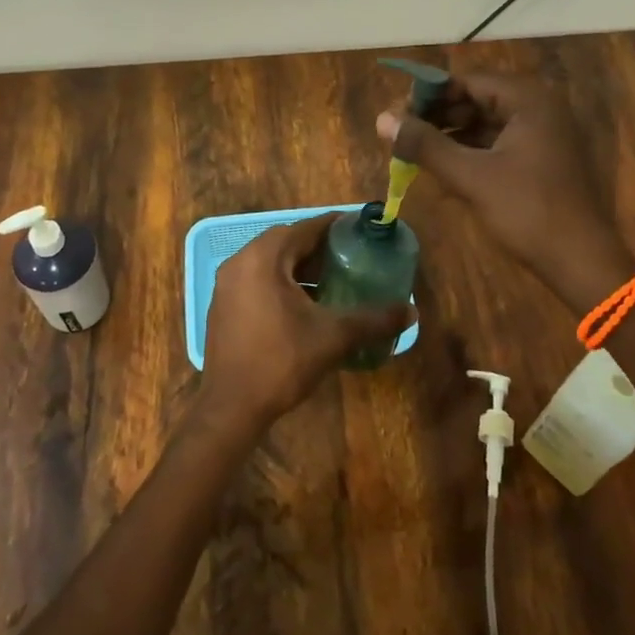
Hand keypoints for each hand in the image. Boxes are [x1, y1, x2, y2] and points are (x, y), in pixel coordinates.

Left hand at [199, 215, 412, 434]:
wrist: (231, 407)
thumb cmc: (281, 361)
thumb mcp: (333, 337)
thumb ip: (373, 320)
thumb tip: (411, 312)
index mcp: (264, 257)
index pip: (305, 228)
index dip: (334, 226)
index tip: (360, 228)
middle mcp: (240, 261)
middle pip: (286, 242)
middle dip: (318, 247)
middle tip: (350, 255)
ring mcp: (227, 284)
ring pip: (270, 262)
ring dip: (299, 266)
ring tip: (332, 279)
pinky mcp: (222, 305)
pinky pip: (257, 279)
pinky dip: (281, 282)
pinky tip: (304, 304)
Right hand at [377, 72, 633, 311]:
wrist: (581, 261)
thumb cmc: (528, 211)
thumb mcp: (471, 176)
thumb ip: (425, 145)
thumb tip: (382, 118)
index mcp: (528, 100)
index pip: (468, 81)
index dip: (429, 94)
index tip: (397, 113)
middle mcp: (539, 108)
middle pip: (477, 99)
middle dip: (439, 115)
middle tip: (403, 134)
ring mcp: (544, 134)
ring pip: (486, 123)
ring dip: (452, 135)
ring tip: (416, 152)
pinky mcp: (543, 159)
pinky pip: (499, 143)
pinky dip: (471, 152)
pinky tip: (444, 168)